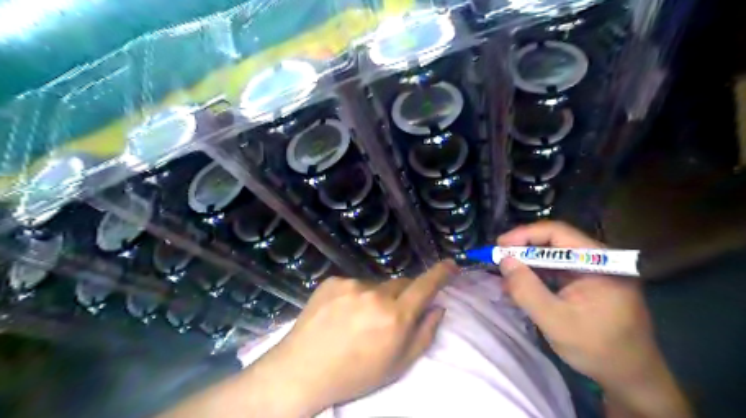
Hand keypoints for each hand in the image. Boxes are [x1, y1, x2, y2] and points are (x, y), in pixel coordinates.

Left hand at [245, 261, 457, 417]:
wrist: (302, 370)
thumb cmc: (355, 374)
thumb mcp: (398, 364)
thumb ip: (424, 333)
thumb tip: (437, 307)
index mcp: (395, 317)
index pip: (425, 286)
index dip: (440, 274)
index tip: (451, 265)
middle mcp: (375, 295)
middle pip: (401, 284)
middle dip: (402, 296)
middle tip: (390, 316)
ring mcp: (351, 285)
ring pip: (376, 285)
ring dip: (376, 297)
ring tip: (359, 319)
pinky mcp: (333, 281)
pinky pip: (354, 284)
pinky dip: (355, 296)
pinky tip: (341, 313)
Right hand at [497, 220, 690, 416]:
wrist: (632, 378)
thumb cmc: (598, 349)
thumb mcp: (555, 321)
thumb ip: (527, 289)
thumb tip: (504, 260)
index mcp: (601, 262)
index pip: (558, 233)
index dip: (525, 234)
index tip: (500, 245)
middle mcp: (600, 259)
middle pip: (555, 242)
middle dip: (524, 249)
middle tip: (499, 259)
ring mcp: (596, 270)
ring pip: (554, 255)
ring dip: (529, 263)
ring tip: (506, 275)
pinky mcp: (590, 282)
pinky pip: (559, 270)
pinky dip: (538, 275)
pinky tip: (522, 286)